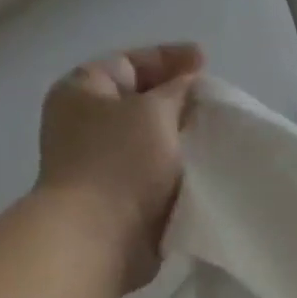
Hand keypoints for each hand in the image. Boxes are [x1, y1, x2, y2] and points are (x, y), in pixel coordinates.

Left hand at [36, 42, 204, 290]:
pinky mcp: (117, 203)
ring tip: (215, 141)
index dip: (169, 59)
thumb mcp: (153, 112)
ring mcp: (100, 167)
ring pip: (150, 145)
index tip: (206, 63)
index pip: (129, 63)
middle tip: (214, 106)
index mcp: (81, 91)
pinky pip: (153, 180)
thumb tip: (186, 83)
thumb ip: (175, 91)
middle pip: (139, 104)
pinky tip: (203, 175)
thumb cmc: (121, 164)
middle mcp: (85, 125)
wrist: (100, 237)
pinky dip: (175, 176)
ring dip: (180, 145)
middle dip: (177, 105)